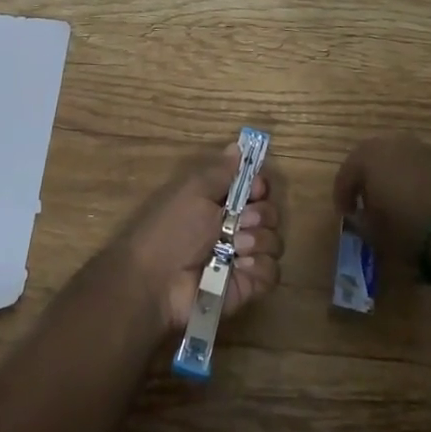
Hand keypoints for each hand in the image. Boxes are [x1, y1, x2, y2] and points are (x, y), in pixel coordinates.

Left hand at [119, 144, 282, 331]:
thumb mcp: (193, 192)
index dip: (260, 186)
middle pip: (270, 214)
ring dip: (259, 240)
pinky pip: (271, 272)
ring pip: (274, 242)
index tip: (255, 189)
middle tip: (241, 221)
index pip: (257, 189)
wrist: (156, 281)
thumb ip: (220, 171)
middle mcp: (235, 228)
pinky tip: (240, 266)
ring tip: (236, 246)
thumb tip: (237, 146)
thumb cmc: (172, 229)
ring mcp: (243, 258)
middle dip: (260, 214)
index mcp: (221, 203)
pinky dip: (259, 267)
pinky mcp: (248, 285)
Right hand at [333, 133, 430, 266]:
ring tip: (389, 203)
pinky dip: (408, 180)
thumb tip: (358, 215)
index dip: (342, 197)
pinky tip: (412, 201)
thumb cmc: (406, 229)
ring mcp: (418, 148)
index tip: (345, 216)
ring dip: (387, 178)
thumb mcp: (373, 232)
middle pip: (368, 160)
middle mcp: (390, 143)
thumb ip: (359, 220)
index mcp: (366, 156)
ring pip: (393, 160)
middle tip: (363, 204)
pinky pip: (414, 167)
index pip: (345, 175)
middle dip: (363, 181)